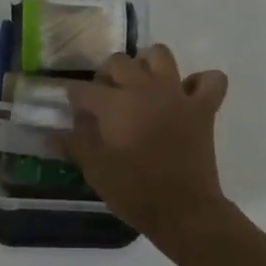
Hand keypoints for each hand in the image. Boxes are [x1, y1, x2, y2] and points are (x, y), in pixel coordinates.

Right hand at [65, 44, 230, 237]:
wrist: (183, 210)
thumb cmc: (134, 191)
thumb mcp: (95, 170)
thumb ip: (75, 145)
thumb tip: (54, 135)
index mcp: (114, 104)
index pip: (83, 89)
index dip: (75, 99)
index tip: (75, 112)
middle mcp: (144, 89)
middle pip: (118, 62)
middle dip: (107, 75)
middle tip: (106, 97)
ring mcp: (176, 94)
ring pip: (160, 54)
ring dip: (148, 63)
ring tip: (142, 83)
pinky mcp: (203, 107)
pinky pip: (211, 80)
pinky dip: (200, 82)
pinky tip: (187, 95)